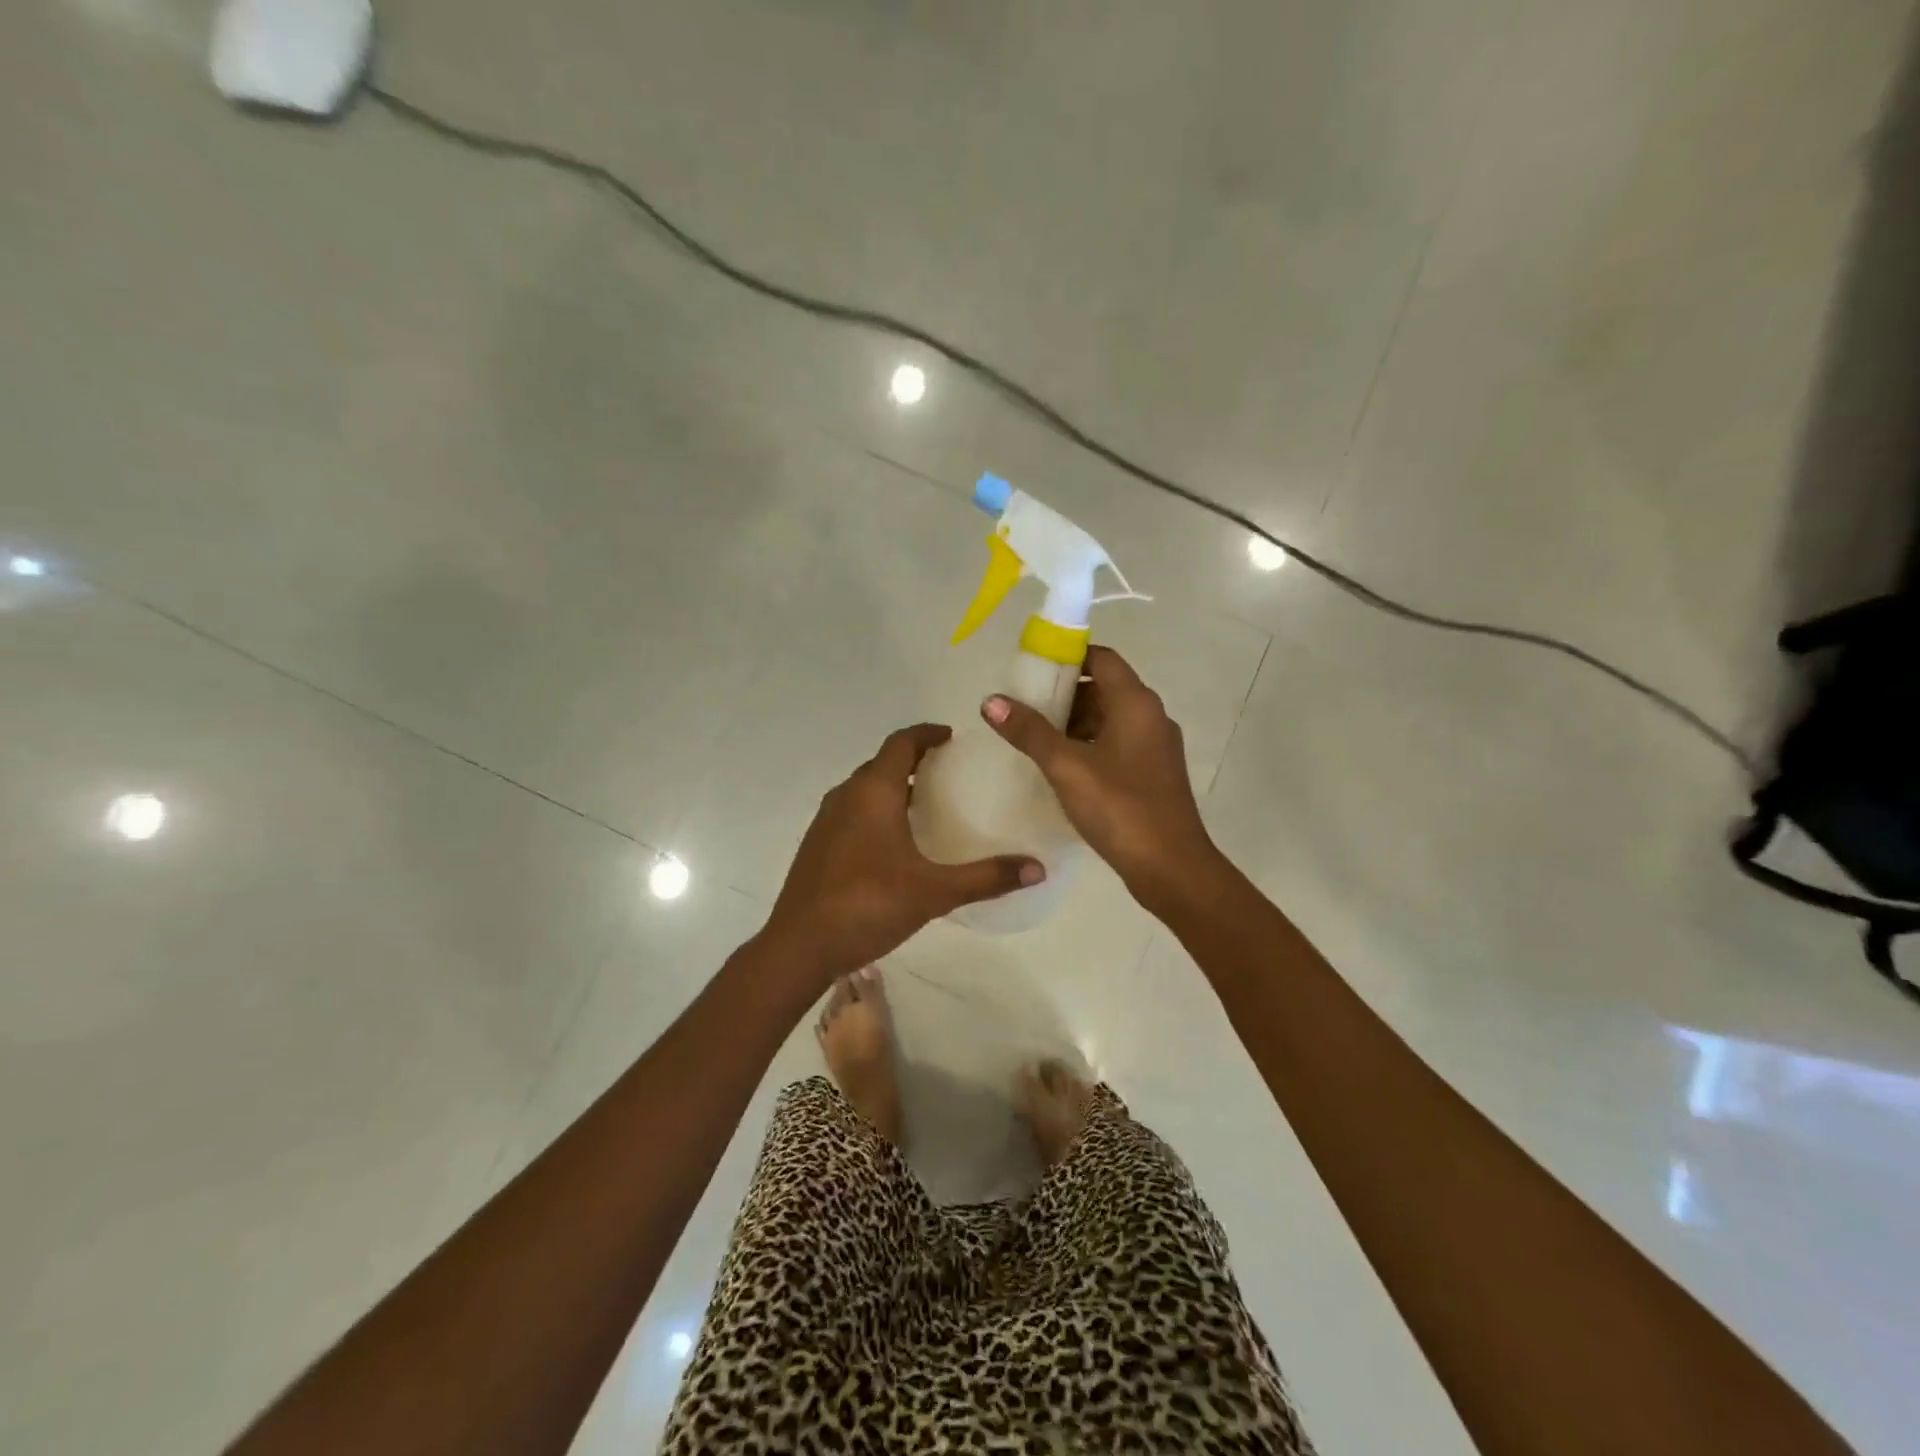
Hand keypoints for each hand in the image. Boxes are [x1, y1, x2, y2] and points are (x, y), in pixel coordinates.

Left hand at [759, 724, 1043, 981]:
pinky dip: (875, 809)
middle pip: (881, 763)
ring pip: (864, 788)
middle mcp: (846, 796)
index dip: (926, 734)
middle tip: (947, 772)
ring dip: (892, 786)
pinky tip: (894, 841)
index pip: (901, 743)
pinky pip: (852, 810)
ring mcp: (826, 820)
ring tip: (925, 803)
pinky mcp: (817, 845)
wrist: (799, 946)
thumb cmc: (868, 906)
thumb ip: (987, 878)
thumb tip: (1038, 868)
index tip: (950, 736)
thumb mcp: (934, 892)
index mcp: (873, 793)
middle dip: (913, 760)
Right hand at [983, 645, 1219, 910]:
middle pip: (1104, 688)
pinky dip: (1088, 746)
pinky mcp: (1153, 774)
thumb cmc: (1120, 808)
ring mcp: (1155, 747)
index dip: (1067, 656)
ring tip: (1034, 737)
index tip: (1031, 668)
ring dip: (1074, 723)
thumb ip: (1029, 731)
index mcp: (1136, 703)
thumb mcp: (1067, 766)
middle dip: (1063, 694)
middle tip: (1024, 707)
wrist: (1171, 867)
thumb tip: (991, 700)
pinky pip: (1116, 745)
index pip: (1101, 658)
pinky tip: (1060, 767)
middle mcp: (1150, 717)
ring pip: (1109, 719)